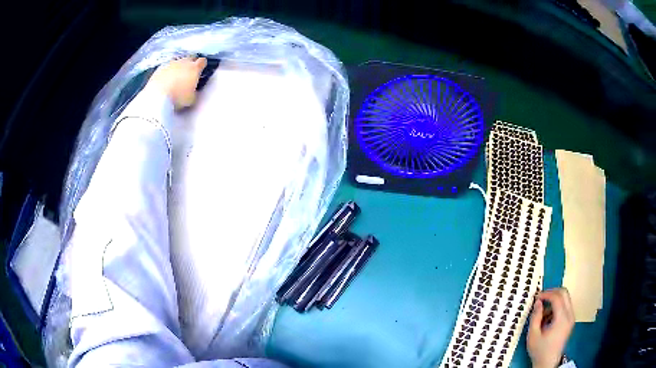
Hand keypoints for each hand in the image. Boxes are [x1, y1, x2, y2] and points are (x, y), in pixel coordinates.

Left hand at [147, 56, 206, 108]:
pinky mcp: (160, 67)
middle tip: (189, 72)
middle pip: (191, 58)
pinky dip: (168, 71)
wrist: (158, 97)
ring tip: (176, 75)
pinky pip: (166, 67)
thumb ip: (195, 91)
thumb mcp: (192, 99)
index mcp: (194, 68)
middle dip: (191, 63)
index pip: (202, 61)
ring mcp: (171, 63)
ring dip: (179, 66)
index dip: (202, 65)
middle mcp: (184, 62)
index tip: (201, 70)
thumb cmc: (178, 98)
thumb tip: (194, 90)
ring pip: (178, 61)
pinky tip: (165, 78)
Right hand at [527, 288, 574, 367]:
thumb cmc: (540, 350)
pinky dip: (556, 307)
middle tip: (541, 298)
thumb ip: (535, 317)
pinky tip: (548, 318)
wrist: (548, 362)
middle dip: (552, 292)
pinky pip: (565, 306)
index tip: (536, 297)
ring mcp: (571, 317)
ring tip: (543, 313)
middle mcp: (570, 315)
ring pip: (565, 299)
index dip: (546, 294)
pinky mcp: (570, 320)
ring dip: (554, 301)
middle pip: (564, 293)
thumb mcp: (533, 335)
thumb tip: (538, 302)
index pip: (557, 297)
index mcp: (562, 318)